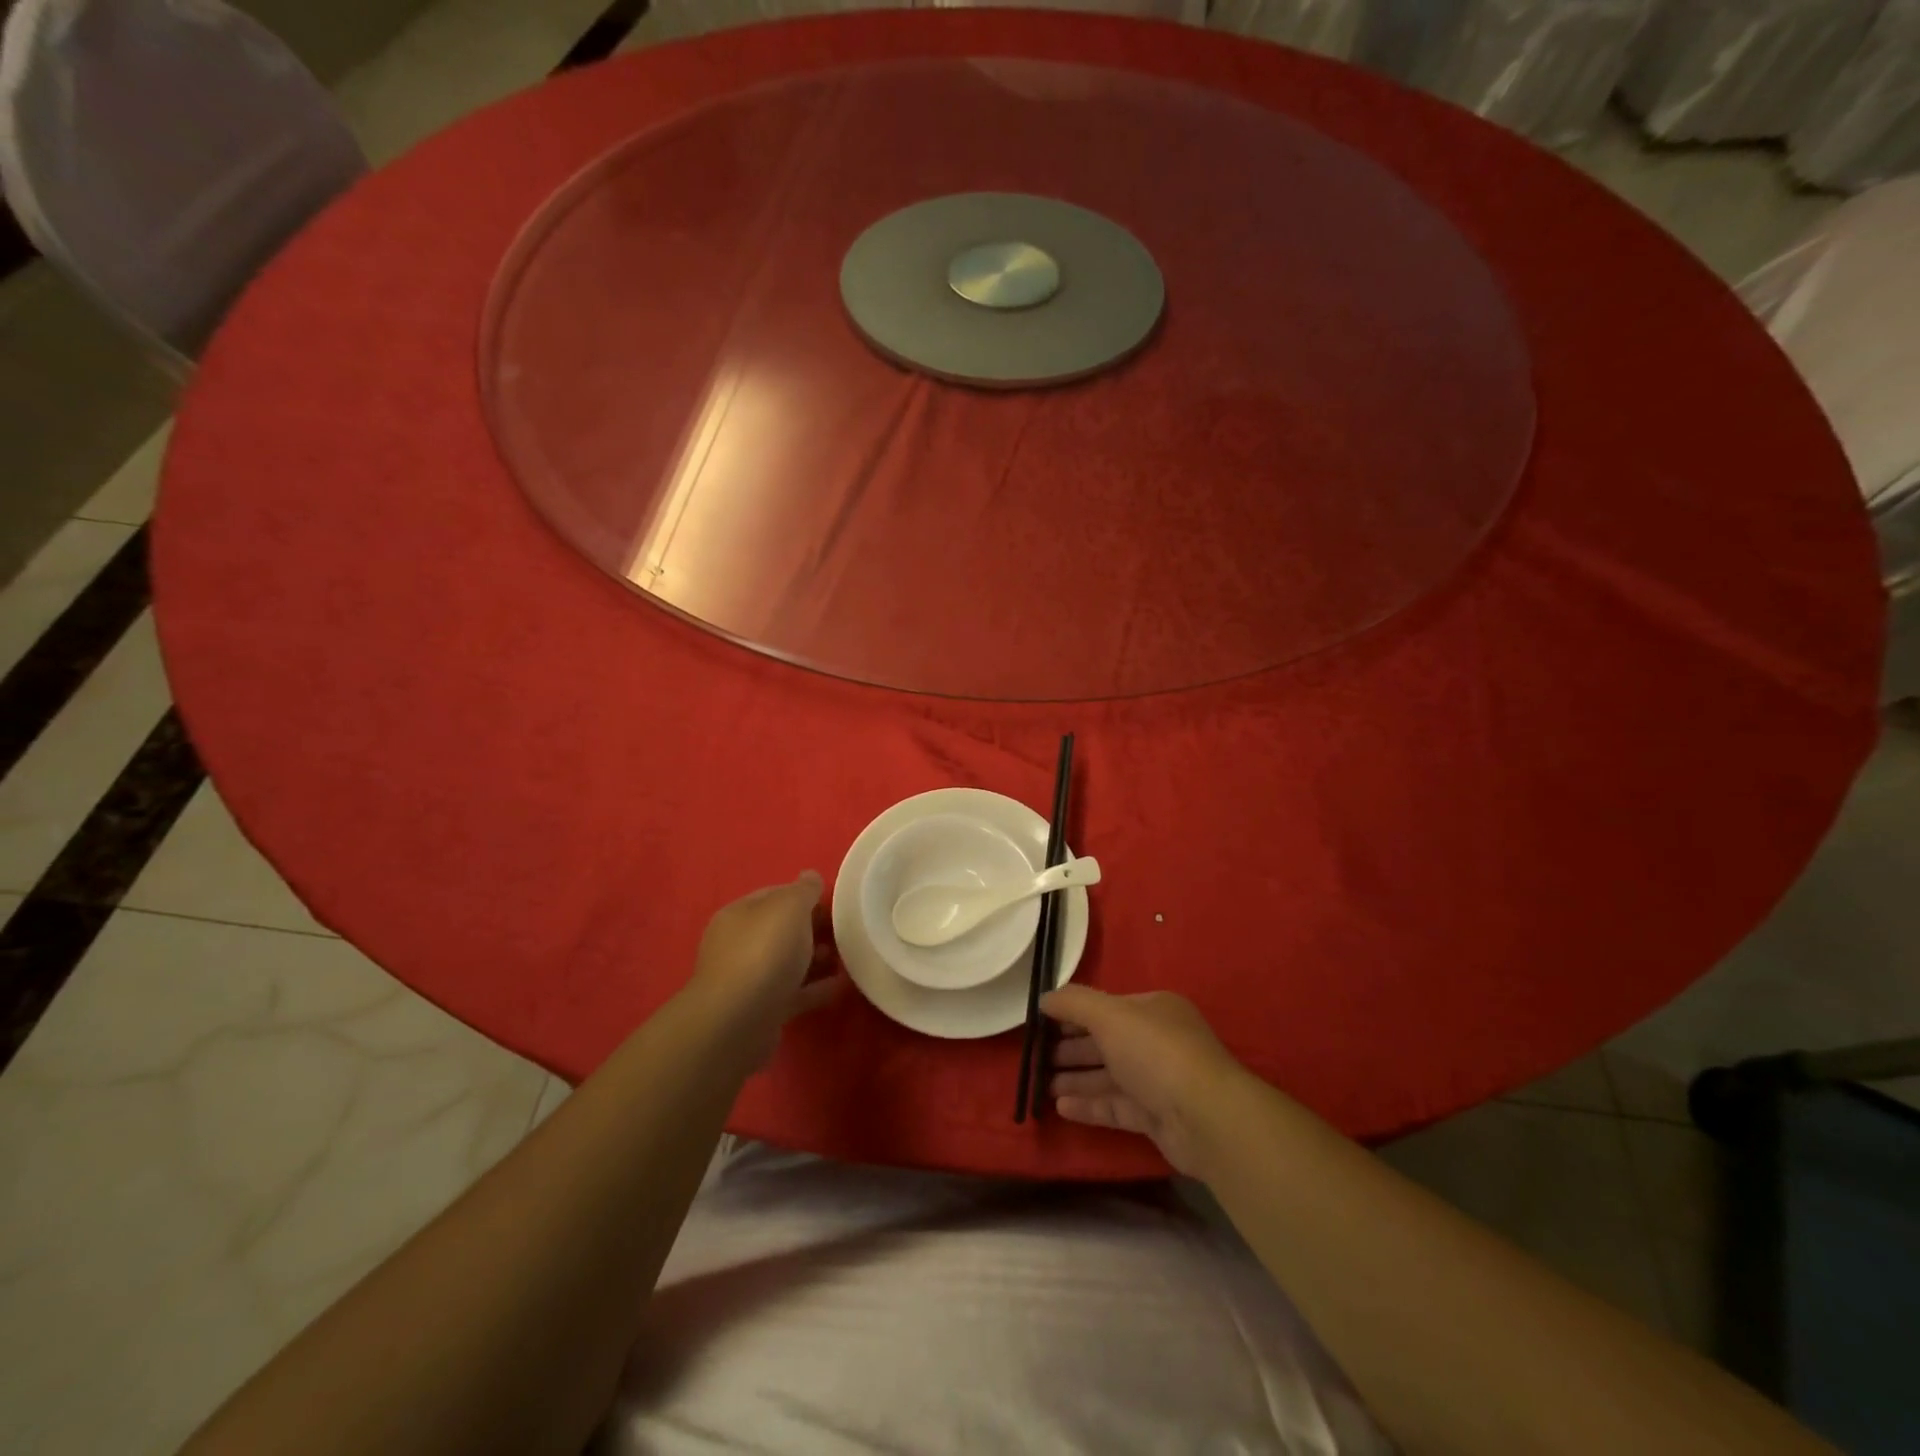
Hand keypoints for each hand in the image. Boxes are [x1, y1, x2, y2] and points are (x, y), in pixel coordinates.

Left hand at [690, 872, 846, 1066]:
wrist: (739, 1021)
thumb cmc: (764, 952)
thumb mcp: (790, 908)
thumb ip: (803, 890)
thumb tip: (810, 876)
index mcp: (739, 914)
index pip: (774, 895)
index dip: (804, 896)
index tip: (835, 904)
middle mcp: (737, 944)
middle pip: (781, 930)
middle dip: (813, 929)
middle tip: (844, 933)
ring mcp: (747, 980)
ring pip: (787, 963)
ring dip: (816, 960)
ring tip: (845, 959)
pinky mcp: (760, 1011)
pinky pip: (793, 993)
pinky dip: (815, 989)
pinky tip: (839, 987)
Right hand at [1041, 986, 1244, 1177]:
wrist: (1205, 1118)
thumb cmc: (1155, 1052)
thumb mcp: (1110, 1016)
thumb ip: (1074, 1003)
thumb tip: (1044, 997)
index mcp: (1153, 1010)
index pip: (1106, 1007)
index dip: (1073, 1013)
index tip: (1041, 1023)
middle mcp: (1157, 1041)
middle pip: (1106, 1042)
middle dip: (1071, 1048)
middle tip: (1035, 1056)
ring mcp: (1158, 1081)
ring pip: (1109, 1076)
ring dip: (1075, 1078)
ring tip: (1040, 1085)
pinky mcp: (1157, 1118)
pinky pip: (1116, 1106)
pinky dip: (1089, 1105)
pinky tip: (1061, 1107)